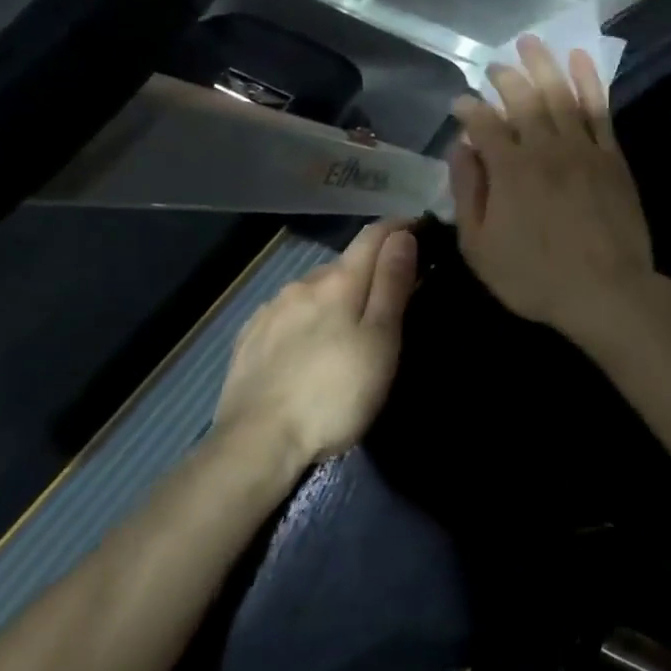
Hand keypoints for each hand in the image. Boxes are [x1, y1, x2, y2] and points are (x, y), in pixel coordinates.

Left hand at [215, 221, 417, 461]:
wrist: (256, 443)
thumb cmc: (334, 393)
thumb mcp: (380, 340)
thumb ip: (392, 284)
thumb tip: (403, 236)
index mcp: (339, 281)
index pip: (374, 236)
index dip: (400, 227)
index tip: (420, 229)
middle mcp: (302, 283)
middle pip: (345, 263)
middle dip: (370, 270)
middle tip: (391, 296)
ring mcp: (270, 310)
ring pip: (314, 289)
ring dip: (336, 296)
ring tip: (349, 326)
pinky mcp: (249, 338)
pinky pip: (287, 313)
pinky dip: (307, 317)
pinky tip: (308, 343)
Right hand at [448, 35, 659, 348]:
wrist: (606, 291)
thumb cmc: (535, 277)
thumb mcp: (480, 247)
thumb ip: (467, 193)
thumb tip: (461, 147)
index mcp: (508, 169)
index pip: (483, 123)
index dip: (469, 108)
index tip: (460, 101)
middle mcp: (544, 148)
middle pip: (521, 99)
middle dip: (505, 77)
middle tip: (494, 65)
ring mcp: (582, 148)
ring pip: (559, 93)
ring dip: (543, 64)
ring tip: (530, 42)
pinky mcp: (611, 156)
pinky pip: (599, 108)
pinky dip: (589, 80)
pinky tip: (580, 59)